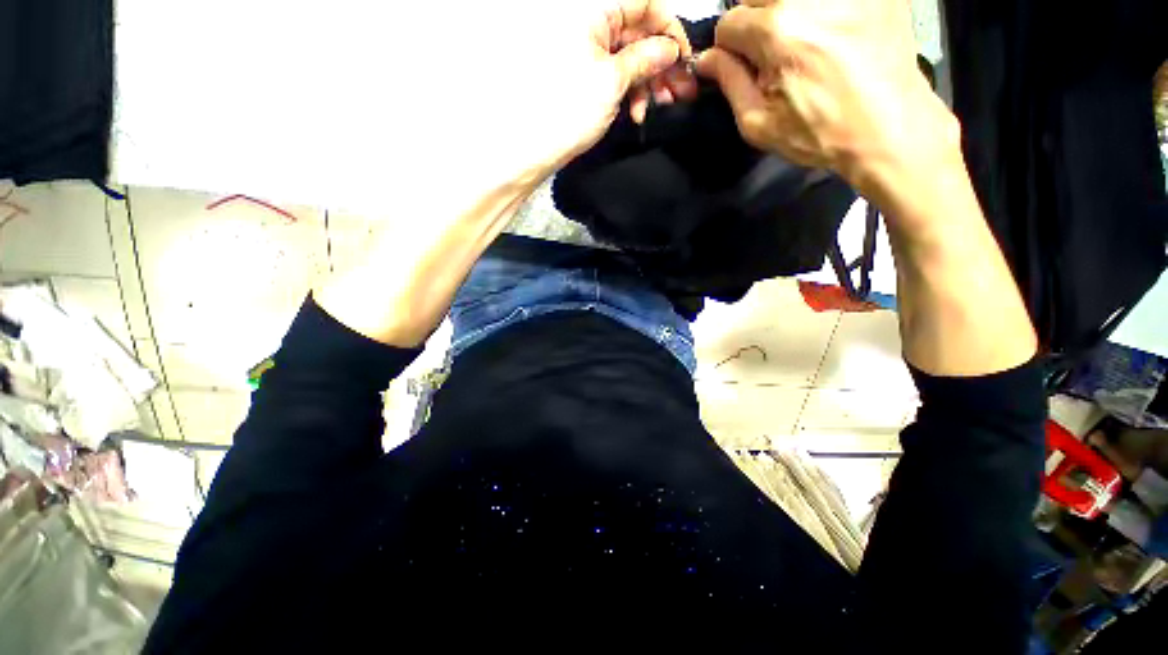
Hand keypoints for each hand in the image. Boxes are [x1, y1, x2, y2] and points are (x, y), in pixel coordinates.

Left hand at [411, 0, 695, 195]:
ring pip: (631, 60)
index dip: (668, 27)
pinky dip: (632, 95)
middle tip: (680, 90)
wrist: (535, 147)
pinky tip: (638, 114)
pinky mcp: (588, 83)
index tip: (682, 56)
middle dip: (662, 63)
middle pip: (639, 35)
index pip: (643, 4)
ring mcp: (590, 58)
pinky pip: (618, 79)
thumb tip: (670, 47)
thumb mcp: (612, 81)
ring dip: (650, 83)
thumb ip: (644, 58)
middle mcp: (591, 30)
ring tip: (661, 107)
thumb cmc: (566, 111)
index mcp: (593, 15)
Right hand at [695, 0, 956, 200]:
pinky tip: (831, 35)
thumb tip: (707, 59)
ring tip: (803, 45)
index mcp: (779, 32)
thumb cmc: (819, 134)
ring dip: (785, 14)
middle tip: (773, 54)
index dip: (729, 48)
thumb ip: (730, 83)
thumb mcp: (759, 123)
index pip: (729, 21)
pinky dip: (819, 13)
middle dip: (755, 22)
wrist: (890, 129)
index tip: (743, 66)